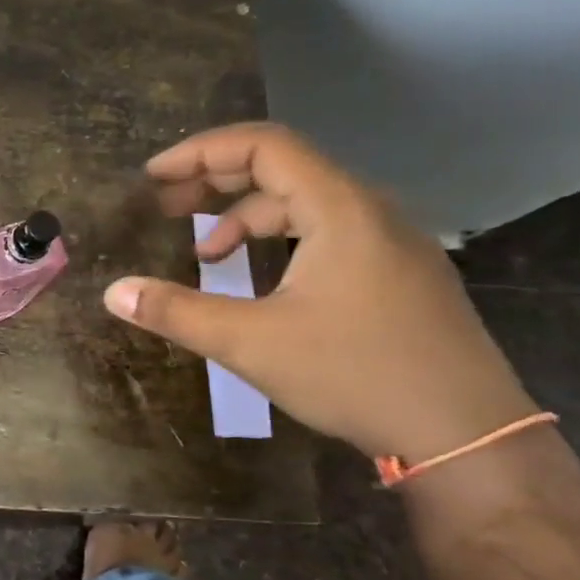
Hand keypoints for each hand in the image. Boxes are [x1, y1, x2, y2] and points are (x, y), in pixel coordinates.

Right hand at [104, 122, 535, 463]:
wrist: (467, 433)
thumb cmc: (354, 374)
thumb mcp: (250, 342)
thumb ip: (176, 311)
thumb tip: (113, 292)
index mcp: (340, 209)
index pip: (264, 146)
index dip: (201, 153)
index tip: (152, 178)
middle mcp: (371, 211)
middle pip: (284, 168)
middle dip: (216, 181)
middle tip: (165, 207)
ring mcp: (392, 242)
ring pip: (307, 204)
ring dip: (247, 218)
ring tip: (205, 255)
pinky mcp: (400, 274)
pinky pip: (329, 233)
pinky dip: (281, 241)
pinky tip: (260, 280)